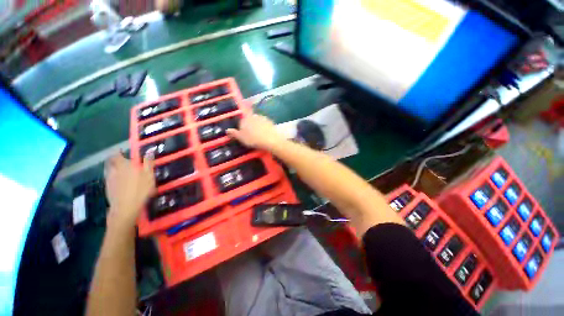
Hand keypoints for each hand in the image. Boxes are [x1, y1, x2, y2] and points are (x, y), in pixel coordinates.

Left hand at [104, 153, 155, 226]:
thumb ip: (148, 163)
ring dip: (113, 168)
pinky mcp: (108, 188)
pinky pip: (109, 178)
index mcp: (124, 165)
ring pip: (109, 170)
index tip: (122, 151)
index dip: (118, 152)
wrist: (125, 208)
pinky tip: (119, 181)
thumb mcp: (149, 176)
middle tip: (122, 160)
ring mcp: (109, 179)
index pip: (117, 154)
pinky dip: (113, 176)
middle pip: (110, 162)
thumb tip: (149, 151)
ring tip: (121, 170)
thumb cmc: (140, 190)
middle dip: (114, 159)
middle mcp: (114, 170)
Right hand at [226, 114, 284, 149]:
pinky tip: (266, 134)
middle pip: (250, 120)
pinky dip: (265, 128)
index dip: (242, 126)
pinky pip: (265, 124)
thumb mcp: (241, 138)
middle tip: (252, 135)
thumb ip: (234, 133)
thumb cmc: (253, 139)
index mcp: (245, 119)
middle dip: (250, 125)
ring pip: (258, 121)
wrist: (270, 139)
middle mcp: (253, 116)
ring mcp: (263, 118)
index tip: (244, 133)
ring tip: (259, 135)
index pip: (241, 120)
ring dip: (258, 126)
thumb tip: (227, 130)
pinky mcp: (270, 121)